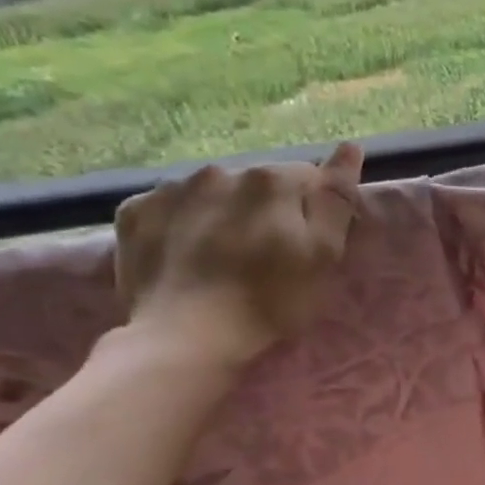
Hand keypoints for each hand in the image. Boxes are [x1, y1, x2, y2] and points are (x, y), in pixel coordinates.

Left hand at [114, 143, 364, 365]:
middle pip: (258, 183)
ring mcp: (171, 189)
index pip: (308, 177)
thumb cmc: (270, 300)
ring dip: (223, 212)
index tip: (307, 243)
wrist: (186, 337)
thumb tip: (349, 147)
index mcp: (271, 180)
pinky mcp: (134, 212)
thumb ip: (337, 198)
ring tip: (223, 256)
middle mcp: (220, 171)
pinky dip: (182, 222)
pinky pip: (170, 206)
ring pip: (213, 192)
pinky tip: (186, 254)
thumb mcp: (324, 254)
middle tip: (265, 256)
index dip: (312, 210)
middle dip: (266, 208)